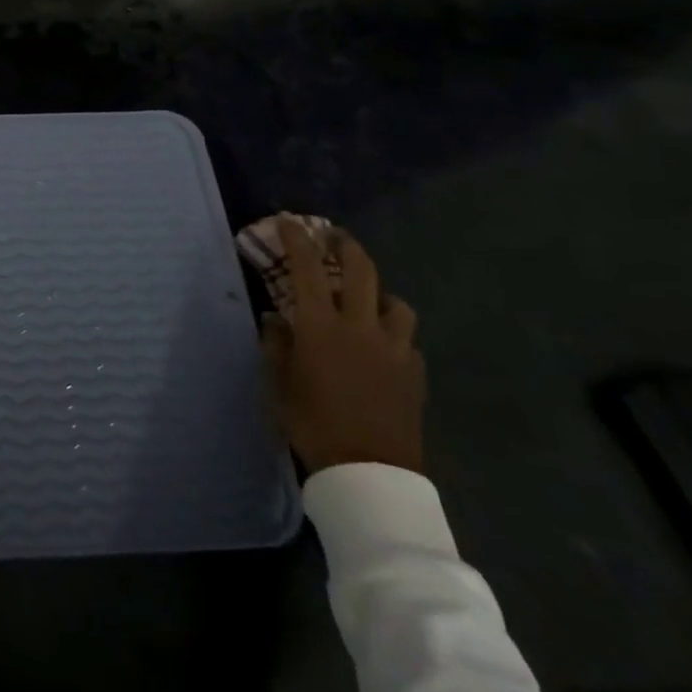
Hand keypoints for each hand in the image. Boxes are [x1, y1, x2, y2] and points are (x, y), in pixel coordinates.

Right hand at [261, 215, 424, 475]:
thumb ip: (277, 344)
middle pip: (361, 271)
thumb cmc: (312, 421)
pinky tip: (382, 344)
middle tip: (334, 238)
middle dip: (346, 247)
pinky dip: (392, 331)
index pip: (306, 268)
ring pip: (395, 302)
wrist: (368, 471)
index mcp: (320, 326)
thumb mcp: (279, 382)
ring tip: (367, 297)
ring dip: (378, 292)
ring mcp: (394, 349)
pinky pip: (406, 339)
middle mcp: (360, 327)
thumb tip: (277, 320)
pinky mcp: (414, 372)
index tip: (289, 221)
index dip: (297, 239)